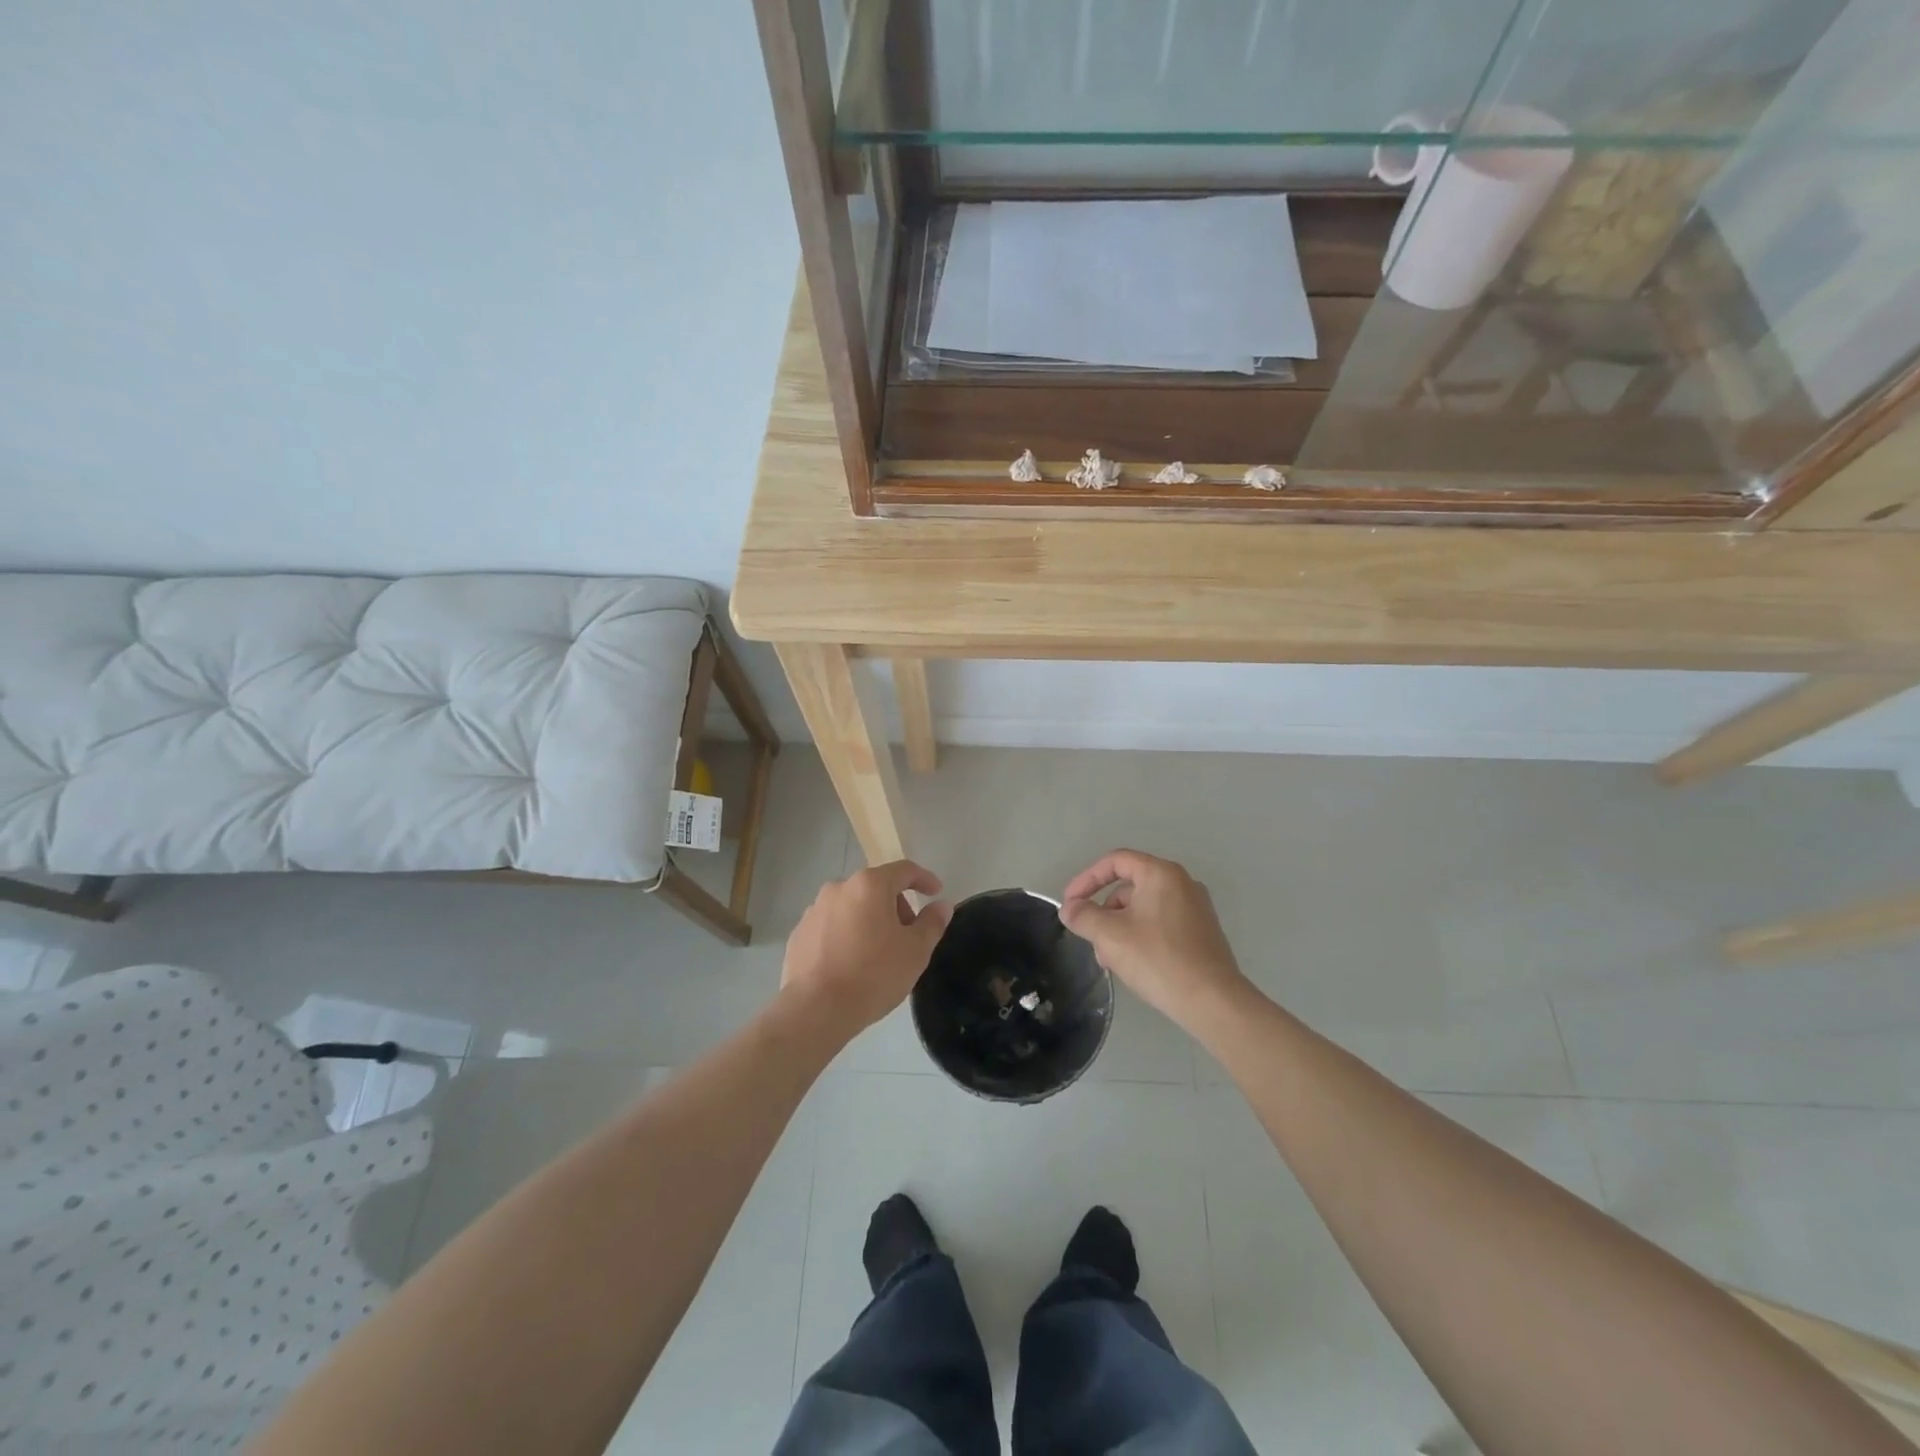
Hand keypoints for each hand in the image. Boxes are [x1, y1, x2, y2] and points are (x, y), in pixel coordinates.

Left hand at [781, 861, 953, 1037]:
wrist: (814, 1009)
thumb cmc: (873, 975)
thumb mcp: (915, 951)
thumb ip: (932, 923)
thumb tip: (942, 905)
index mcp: (870, 885)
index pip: (904, 870)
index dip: (924, 879)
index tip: (936, 893)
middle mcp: (839, 888)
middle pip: (876, 888)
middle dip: (896, 906)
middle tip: (907, 936)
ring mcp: (814, 910)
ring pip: (852, 906)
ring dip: (869, 920)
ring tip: (878, 954)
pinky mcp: (799, 933)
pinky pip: (832, 926)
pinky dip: (846, 935)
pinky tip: (850, 964)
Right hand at [1059, 850, 1246, 1028]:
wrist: (1213, 1001)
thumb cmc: (1158, 959)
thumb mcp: (1110, 935)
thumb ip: (1083, 916)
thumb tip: (1070, 909)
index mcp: (1161, 874)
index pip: (1115, 861)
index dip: (1087, 879)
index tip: (1070, 903)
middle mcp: (1182, 883)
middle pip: (1129, 887)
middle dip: (1103, 912)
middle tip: (1091, 940)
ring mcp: (1196, 908)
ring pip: (1144, 909)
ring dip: (1120, 929)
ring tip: (1110, 960)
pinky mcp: (1202, 933)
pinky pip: (1161, 924)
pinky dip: (1141, 937)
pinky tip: (1133, 965)